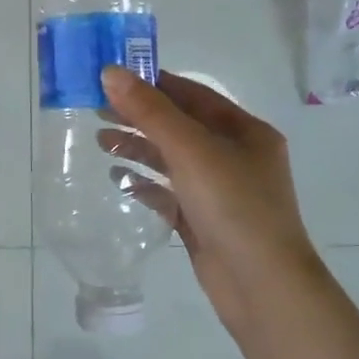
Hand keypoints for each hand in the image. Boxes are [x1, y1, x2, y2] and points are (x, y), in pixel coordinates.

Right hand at [98, 67, 323, 326]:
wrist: (261, 286)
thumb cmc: (233, 206)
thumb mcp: (190, 150)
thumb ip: (150, 111)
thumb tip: (110, 72)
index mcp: (245, 131)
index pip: (193, 95)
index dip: (153, 83)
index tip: (112, 78)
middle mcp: (235, 156)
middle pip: (180, 125)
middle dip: (139, 116)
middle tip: (96, 109)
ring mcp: (220, 190)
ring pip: (172, 159)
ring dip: (138, 147)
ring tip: (101, 141)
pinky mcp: (203, 220)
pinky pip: (168, 192)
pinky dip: (143, 182)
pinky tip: (117, 178)